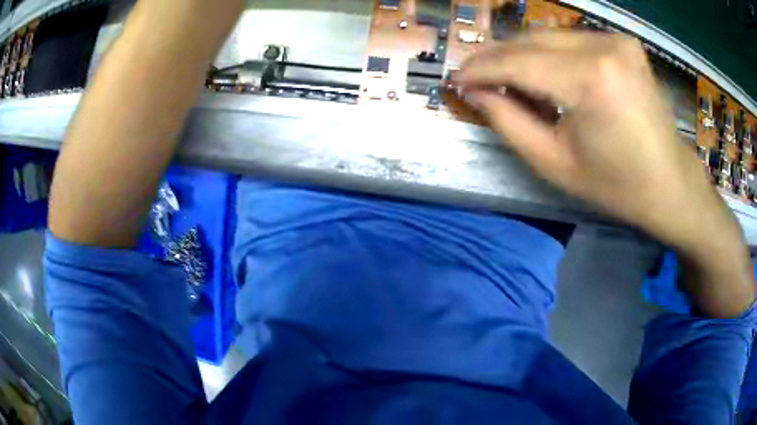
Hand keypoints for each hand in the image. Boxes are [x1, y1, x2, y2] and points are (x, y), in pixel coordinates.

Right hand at [456, 31, 753, 316]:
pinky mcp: (622, 42)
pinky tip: (544, 74)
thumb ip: (508, 122)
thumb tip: (475, 91)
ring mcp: (615, 40)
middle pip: (531, 40)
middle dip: (497, 57)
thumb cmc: (616, 185)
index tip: (456, 79)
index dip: (481, 69)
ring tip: (507, 79)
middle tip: (475, 77)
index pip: (518, 61)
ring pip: (549, 35)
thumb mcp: (555, 164)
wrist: (670, 183)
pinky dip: (550, 53)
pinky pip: (571, 40)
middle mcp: (603, 46)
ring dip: (522, 54)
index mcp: (590, 80)